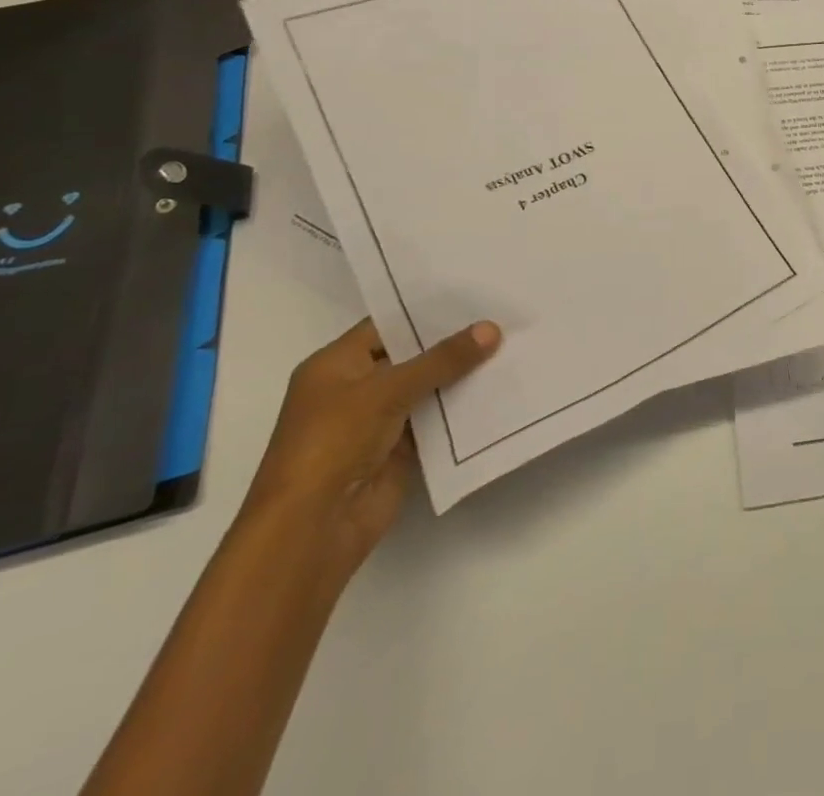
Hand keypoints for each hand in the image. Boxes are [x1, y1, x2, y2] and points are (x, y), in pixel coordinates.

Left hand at [241, 318, 501, 572]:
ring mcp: (378, 420)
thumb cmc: (333, 444)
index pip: (388, 324)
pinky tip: (500, 387)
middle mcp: (355, 388)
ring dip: (463, 373)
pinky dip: (462, 407)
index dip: (428, 310)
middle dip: (453, 340)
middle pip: (412, 355)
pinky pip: (437, 419)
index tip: (475, 294)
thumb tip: (492, 328)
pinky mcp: (400, 449)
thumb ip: (442, 359)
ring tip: (511, 344)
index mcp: (335, 365)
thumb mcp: (386, 390)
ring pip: (428, 387)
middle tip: (502, 314)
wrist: (312, 529)